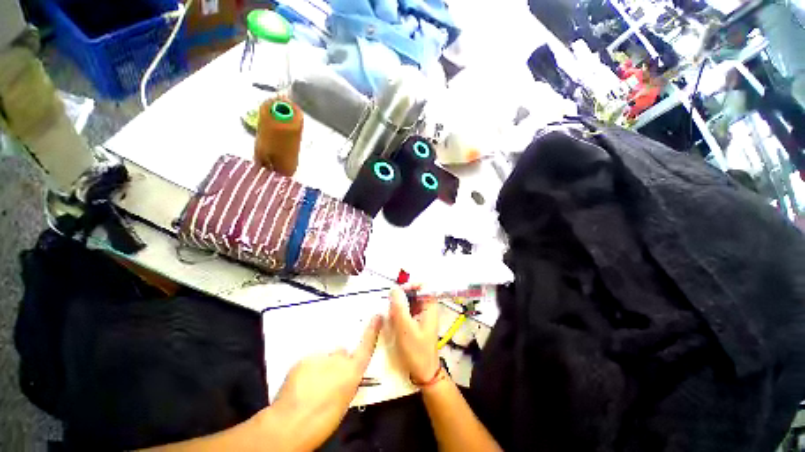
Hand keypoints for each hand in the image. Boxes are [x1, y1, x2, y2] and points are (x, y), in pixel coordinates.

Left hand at [270, 316, 381, 450]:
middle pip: (341, 354)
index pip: (367, 346)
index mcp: (352, 371)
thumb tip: (345, 376)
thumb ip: (347, 382)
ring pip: (324, 358)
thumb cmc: (322, 421)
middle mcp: (339, 359)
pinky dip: (307, 371)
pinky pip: (309, 363)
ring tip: (310, 387)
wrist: (290, 424)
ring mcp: (321, 356)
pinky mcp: (303, 358)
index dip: (372, 330)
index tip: (377, 316)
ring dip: (320, 368)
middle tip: (326, 382)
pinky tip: (300, 387)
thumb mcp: (344, 402)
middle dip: (336, 364)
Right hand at [388, 285, 440, 382]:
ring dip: (399, 306)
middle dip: (401, 297)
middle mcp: (427, 308)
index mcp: (430, 307)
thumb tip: (394, 288)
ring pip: (409, 302)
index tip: (397, 292)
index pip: (422, 286)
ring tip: (392, 317)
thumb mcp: (405, 328)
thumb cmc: (416, 350)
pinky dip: (400, 314)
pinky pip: (408, 311)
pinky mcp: (417, 322)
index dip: (410, 285)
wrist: (424, 373)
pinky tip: (394, 322)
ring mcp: (422, 315)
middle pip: (414, 293)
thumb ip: (399, 306)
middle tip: (391, 307)